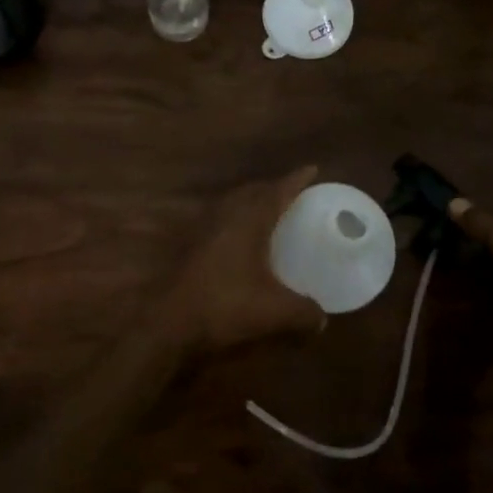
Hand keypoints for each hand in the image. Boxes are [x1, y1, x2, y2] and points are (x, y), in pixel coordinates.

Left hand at [167, 165, 324, 353]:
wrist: (168, 322)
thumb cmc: (225, 306)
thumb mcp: (274, 312)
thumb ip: (303, 312)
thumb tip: (323, 320)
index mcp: (249, 220)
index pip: (277, 191)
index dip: (296, 180)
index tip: (313, 169)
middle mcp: (226, 215)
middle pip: (252, 191)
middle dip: (273, 187)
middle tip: (292, 192)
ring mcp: (203, 228)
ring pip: (232, 202)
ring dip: (251, 200)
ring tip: (267, 209)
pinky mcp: (190, 244)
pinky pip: (219, 218)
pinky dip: (235, 218)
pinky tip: (239, 237)